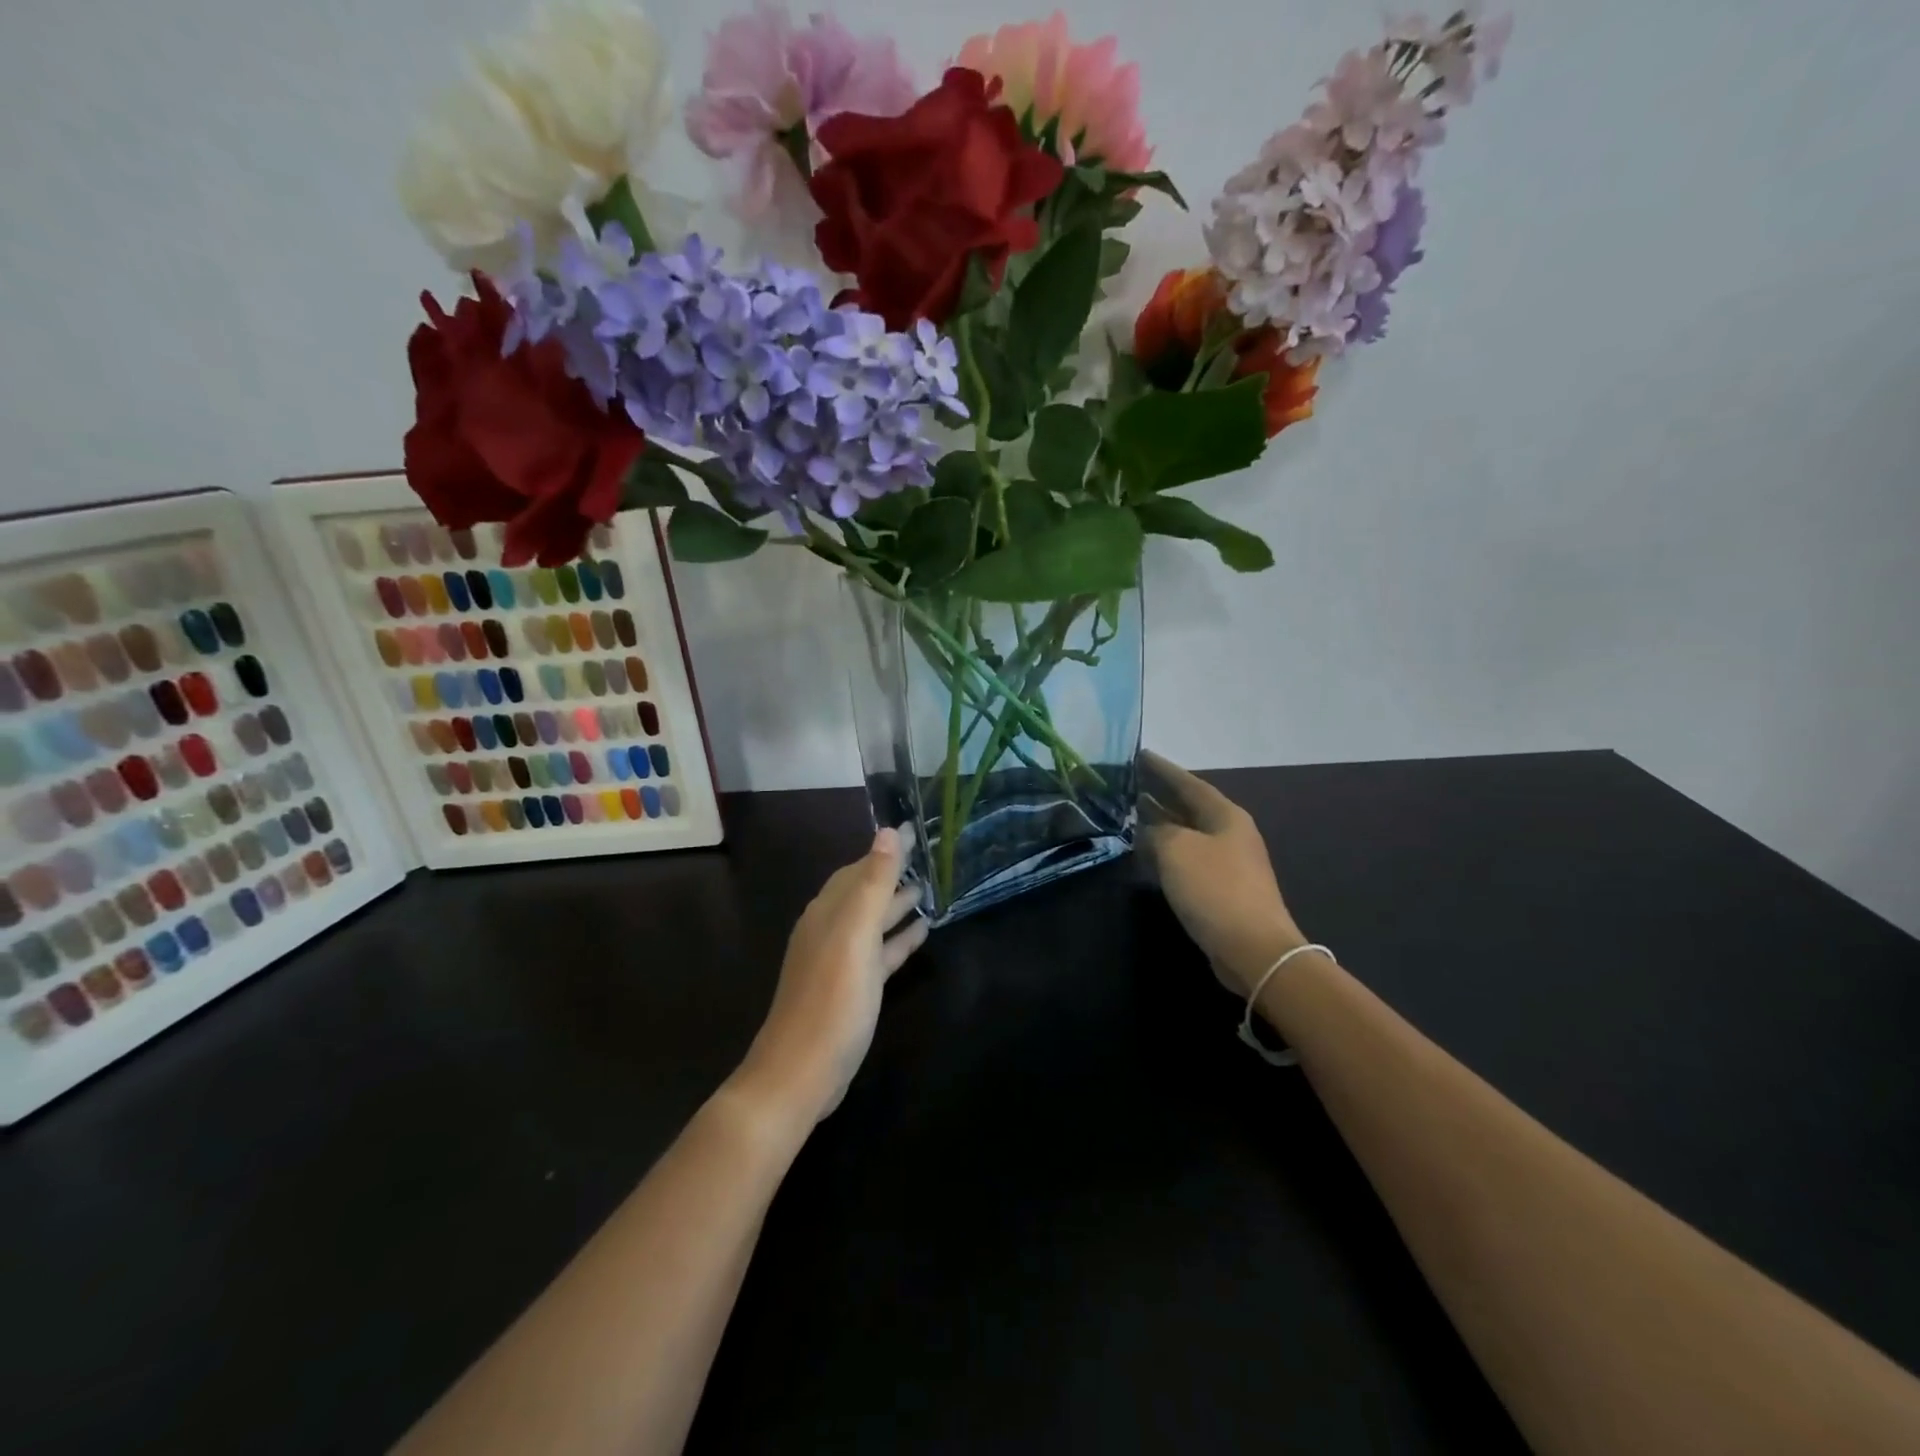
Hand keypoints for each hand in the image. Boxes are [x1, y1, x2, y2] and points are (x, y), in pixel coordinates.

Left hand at [737, 827, 927, 1123]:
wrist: (801, 1073)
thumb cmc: (832, 999)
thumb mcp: (855, 935)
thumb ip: (873, 883)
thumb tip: (887, 831)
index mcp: (829, 912)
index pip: (860, 867)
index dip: (887, 849)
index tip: (914, 828)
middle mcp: (831, 929)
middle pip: (865, 891)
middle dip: (893, 873)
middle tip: (929, 857)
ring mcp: (840, 961)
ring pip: (873, 922)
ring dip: (898, 905)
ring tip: (930, 890)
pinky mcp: (852, 989)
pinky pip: (879, 953)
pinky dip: (899, 939)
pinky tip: (921, 934)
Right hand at [1139, 751, 1305, 997]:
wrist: (1253, 949)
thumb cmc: (1215, 889)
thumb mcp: (1176, 850)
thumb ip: (1156, 831)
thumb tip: (1146, 828)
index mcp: (1225, 815)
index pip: (1188, 782)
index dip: (1162, 769)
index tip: (1138, 755)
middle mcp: (1228, 833)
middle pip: (1188, 806)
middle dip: (1158, 794)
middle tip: (1127, 783)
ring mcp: (1226, 862)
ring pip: (1186, 833)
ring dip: (1159, 823)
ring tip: (1128, 813)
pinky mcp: (1220, 889)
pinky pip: (1187, 858)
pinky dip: (1165, 850)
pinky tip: (1144, 852)